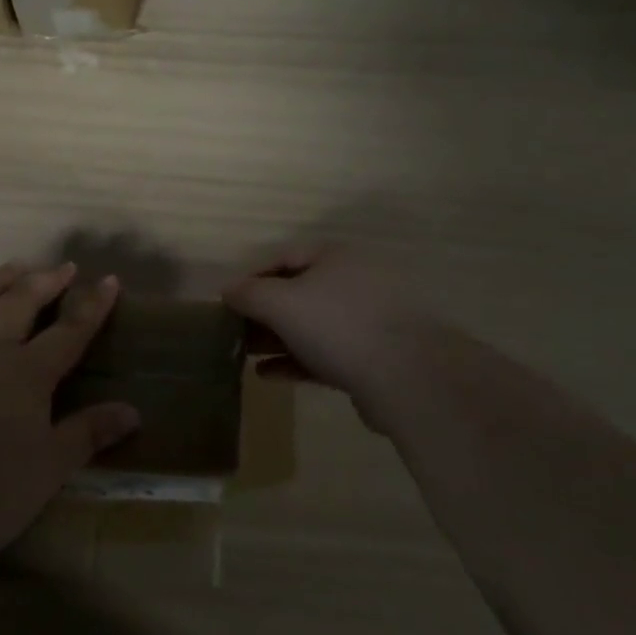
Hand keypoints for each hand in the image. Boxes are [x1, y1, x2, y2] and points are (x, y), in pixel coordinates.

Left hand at [0, 262, 138, 574]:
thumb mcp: (50, 467)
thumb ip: (89, 432)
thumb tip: (131, 412)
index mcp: (26, 373)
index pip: (69, 329)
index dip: (92, 304)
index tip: (108, 280)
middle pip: (20, 300)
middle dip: (46, 280)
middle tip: (63, 268)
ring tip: (14, 269)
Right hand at [223, 243, 438, 432]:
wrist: (408, 377)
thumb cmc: (337, 325)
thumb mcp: (281, 303)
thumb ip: (249, 294)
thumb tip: (228, 289)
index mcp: (336, 257)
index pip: (284, 257)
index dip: (252, 277)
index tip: (227, 301)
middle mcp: (354, 282)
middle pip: (298, 292)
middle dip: (263, 312)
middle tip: (233, 332)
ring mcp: (367, 321)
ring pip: (311, 326)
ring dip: (277, 339)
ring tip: (245, 356)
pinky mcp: (373, 358)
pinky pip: (325, 354)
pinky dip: (295, 362)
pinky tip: (267, 376)